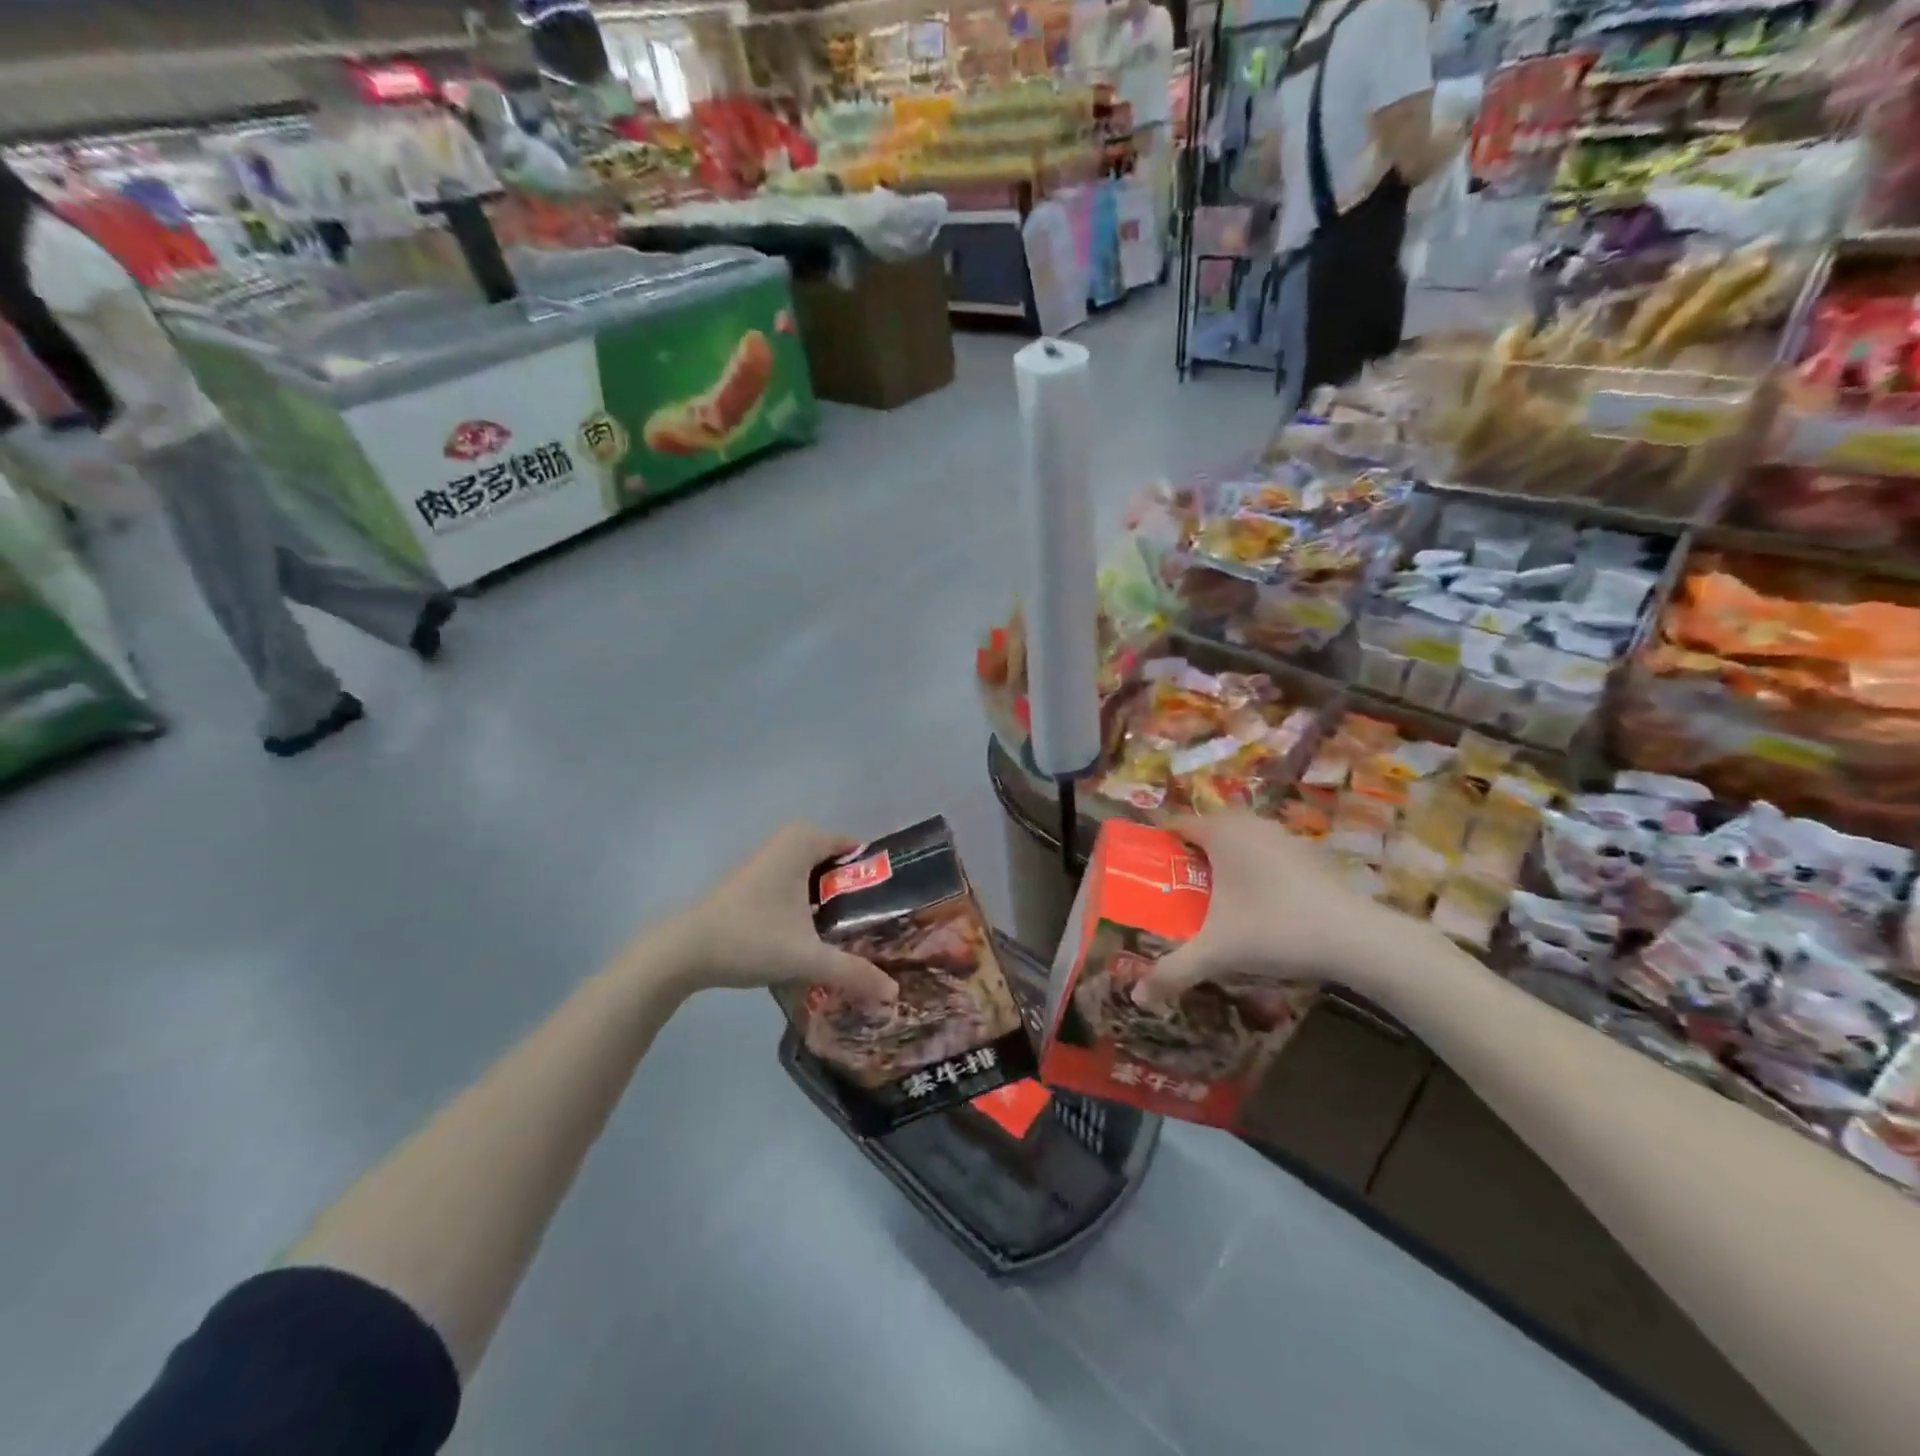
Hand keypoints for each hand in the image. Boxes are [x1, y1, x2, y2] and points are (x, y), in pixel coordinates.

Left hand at [653, 825, 896, 1003]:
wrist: (684, 952)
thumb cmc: (750, 939)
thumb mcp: (807, 957)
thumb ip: (853, 972)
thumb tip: (894, 994)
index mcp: (804, 842)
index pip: (858, 850)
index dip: (879, 878)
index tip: (896, 909)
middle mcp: (788, 841)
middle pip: (839, 866)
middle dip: (859, 895)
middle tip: (881, 929)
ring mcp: (770, 860)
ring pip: (818, 877)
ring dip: (835, 903)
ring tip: (859, 937)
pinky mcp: (756, 881)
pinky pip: (799, 885)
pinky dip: (813, 905)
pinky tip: (820, 937)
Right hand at [1132, 813, 1432, 1011]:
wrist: (1358, 938)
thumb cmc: (1275, 929)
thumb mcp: (1217, 953)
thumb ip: (1173, 972)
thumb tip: (1138, 997)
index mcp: (1221, 833)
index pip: (1177, 825)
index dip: (1159, 846)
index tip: (1148, 873)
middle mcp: (1250, 824)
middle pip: (1209, 831)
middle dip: (1191, 857)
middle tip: (1177, 890)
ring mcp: (1284, 836)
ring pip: (1241, 841)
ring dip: (1225, 863)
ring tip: (1214, 900)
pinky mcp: (1309, 854)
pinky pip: (1267, 854)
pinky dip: (1255, 871)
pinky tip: (1259, 907)